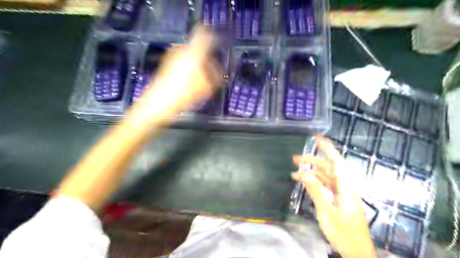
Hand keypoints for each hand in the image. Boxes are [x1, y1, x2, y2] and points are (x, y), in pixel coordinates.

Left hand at [129, 26, 222, 122]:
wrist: (159, 103)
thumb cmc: (185, 93)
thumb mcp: (207, 88)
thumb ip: (216, 77)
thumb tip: (218, 72)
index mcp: (194, 52)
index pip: (204, 34)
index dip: (212, 36)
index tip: (217, 43)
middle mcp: (182, 50)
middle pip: (197, 47)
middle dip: (205, 57)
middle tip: (211, 70)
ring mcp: (172, 57)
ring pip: (189, 55)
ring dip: (197, 64)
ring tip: (201, 80)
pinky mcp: (166, 65)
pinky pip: (182, 62)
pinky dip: (188, 68)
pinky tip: (189, 82)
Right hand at [292, 136, 374, 256]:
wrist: (357, 253)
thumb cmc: (344, 235)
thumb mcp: (327, 214)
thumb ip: (317, 192)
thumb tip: (305, 174)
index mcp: (346, 188)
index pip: (337, 163)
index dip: (328, 149)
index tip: (317, 138)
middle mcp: (344, 187)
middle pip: (328, 168)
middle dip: (312, 160)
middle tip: (294, 159)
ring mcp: (341, 193)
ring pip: (325, 176)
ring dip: (310, 172)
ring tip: (294, 172)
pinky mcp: (338, 199)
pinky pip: (325, 185)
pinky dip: (314, 182)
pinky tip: (304, 182)